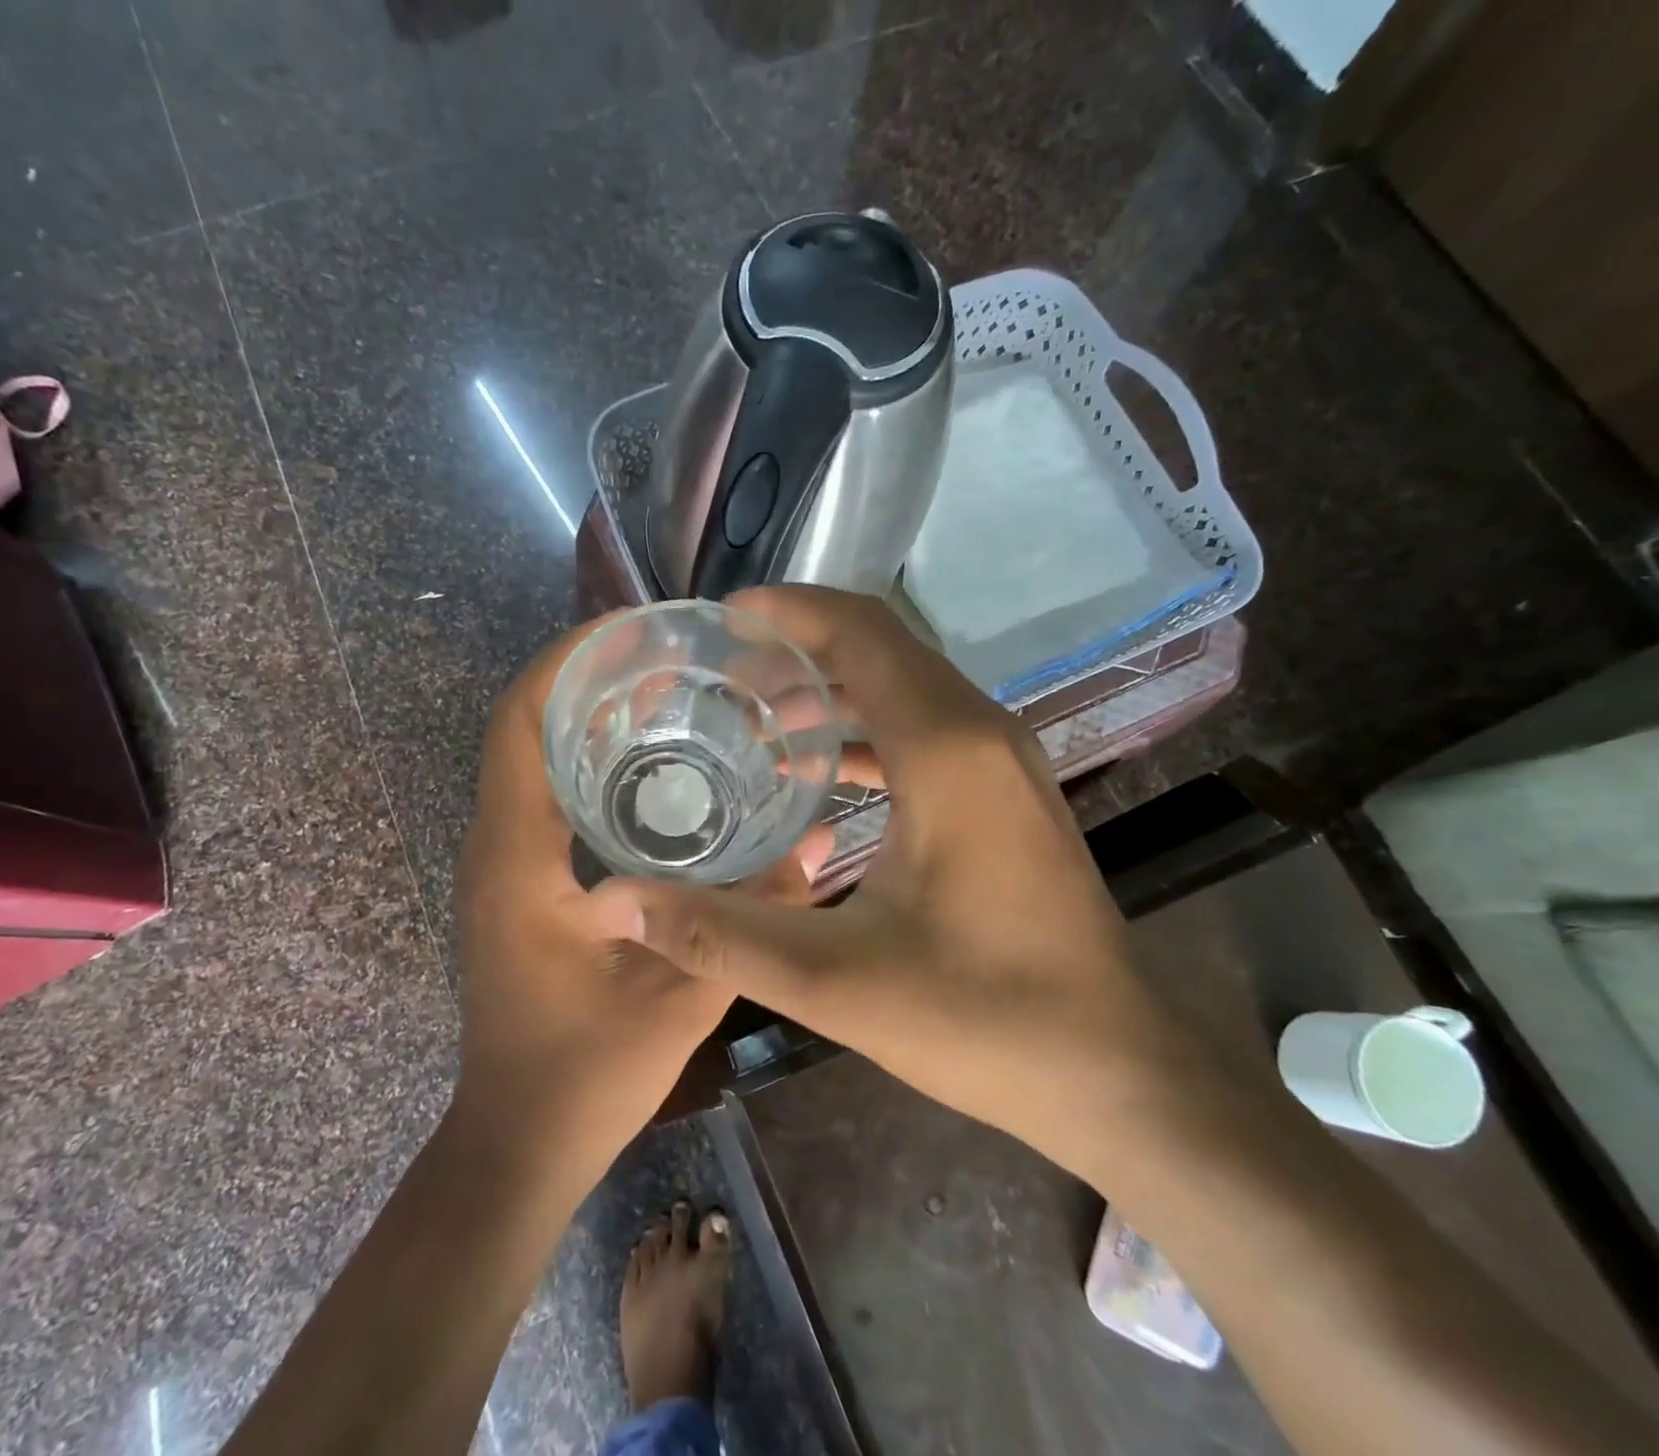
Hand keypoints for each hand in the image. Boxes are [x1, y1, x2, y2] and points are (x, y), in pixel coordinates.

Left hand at [451, 614, 823, 1182]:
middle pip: (526, 726)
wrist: (517, 1142)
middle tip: (673, 660)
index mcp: (517, 857)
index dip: (567, 661)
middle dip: (590, 679)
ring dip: (590, 718)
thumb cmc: (583, 1076)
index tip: (632, 629)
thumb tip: (817, 844)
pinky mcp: (520, 884)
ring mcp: (504, 864)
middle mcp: (497, 846)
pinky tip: (655, 771)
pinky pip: (547, 797)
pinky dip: (591, 763)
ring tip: (672, 697)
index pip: (519, 723)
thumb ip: (749, 921)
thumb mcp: (679, 999)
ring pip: (535, 759)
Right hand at [603, 586, 1224, 1185]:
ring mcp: (1001, 761)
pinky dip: (864, 729)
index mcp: (947, 748)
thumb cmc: (985, 1018)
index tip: (719, 620)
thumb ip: (720, 935)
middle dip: (798, 644)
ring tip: (753, 717)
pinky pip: (924, 729)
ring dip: (829, 688)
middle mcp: (980, 731)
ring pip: (904, 687)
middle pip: (882, 646)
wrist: (1118, 1071)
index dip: (788, 610)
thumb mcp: (836, 982)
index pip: (861, 631)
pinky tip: (814, 772)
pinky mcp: (1004, 794)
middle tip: (719, 671)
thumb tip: (617, 900)